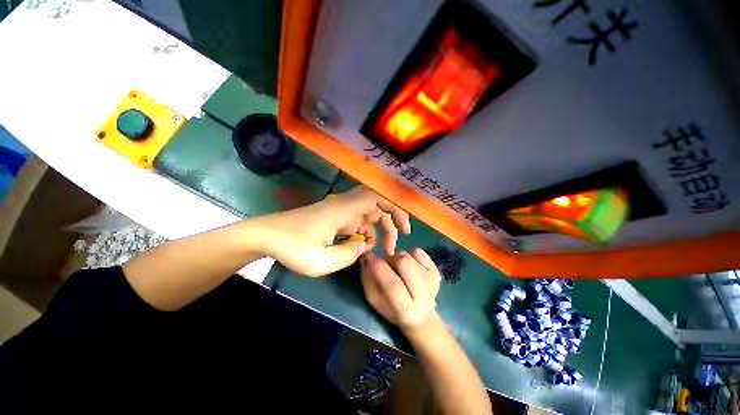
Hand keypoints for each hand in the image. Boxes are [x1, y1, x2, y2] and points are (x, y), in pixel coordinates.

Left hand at [256, 187, 410, 276]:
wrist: (267, 237)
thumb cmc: (290, 246)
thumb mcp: (320, 261)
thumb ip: (348, 255)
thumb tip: (365, 246)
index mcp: (344, 209)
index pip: (377, 196)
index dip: (395, 206)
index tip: (404, 225)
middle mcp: (346, 206)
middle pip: (379, 205)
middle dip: (393, 220)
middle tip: (401, 240)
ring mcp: (342, 212)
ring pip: (371, 215)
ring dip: (381, 230)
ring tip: (386, 251)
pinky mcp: (337, 219)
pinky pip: (360, 223)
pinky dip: (367, 234)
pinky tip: (364, 248)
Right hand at [360, 249, 441, 333]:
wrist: (422, 317)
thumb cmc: (393, 311)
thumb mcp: (375, 301)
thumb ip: (368, 280)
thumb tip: (365, 258)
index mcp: (405, 309)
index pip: (393, 284)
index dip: (378, 267)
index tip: (368, 256)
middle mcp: (423, 294)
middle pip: (404, 264)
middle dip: (389, 259)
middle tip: (385, 264)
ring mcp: (432, 280)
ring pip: (409, 255)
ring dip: (397, 257)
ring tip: (396, 268)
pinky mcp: (436, 271)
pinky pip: (419, 252)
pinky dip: (409, 254)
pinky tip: (408, 265)